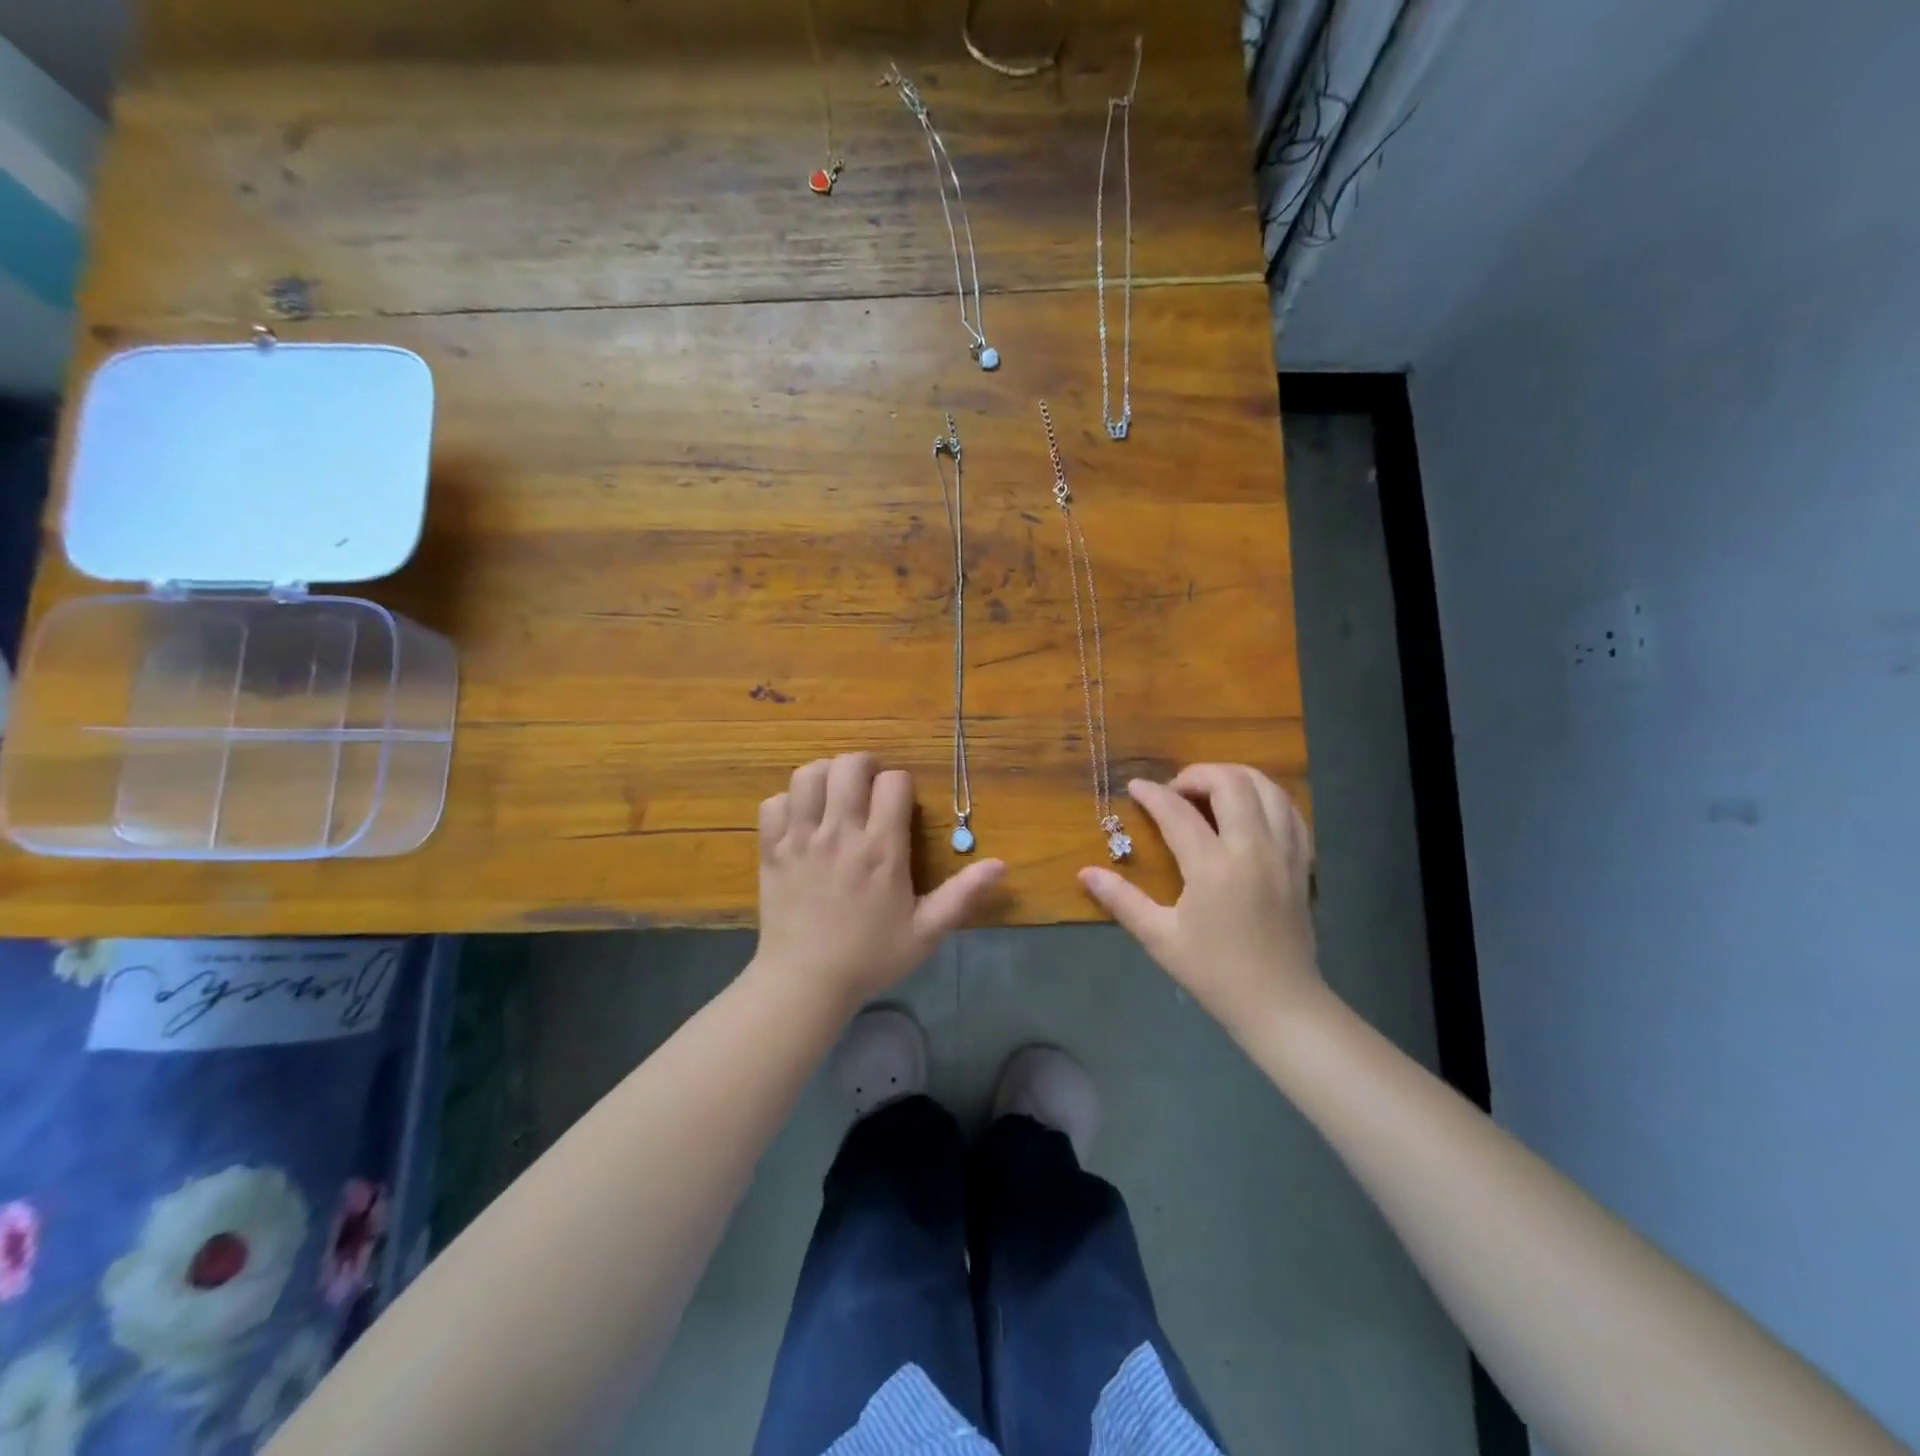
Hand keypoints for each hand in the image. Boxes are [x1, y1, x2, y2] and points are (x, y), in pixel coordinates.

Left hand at [755, 753, 1004, 1008]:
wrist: (805, 983)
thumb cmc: (870, 957)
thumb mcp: (926, 932)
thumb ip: (962, 895)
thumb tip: (1001, 864)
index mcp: (881, 848)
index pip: (893, 782)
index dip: (900, 785)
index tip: (899, 804)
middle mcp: (841, 833)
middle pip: (848, 765)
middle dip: (864, 766)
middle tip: (868, 788)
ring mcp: (801, 839)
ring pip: (807, 775)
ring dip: (824, 776)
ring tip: (833, 795)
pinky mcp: (772, 849)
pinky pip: (773, 803)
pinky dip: (787, 803)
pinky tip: (800, 820)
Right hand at [1079, 764, 1324, 1035]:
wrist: (1280, 1003)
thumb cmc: (1214, 973)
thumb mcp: (1160, 938)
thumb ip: (1122, 900)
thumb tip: (1085, 873)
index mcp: (1213, 867)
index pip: (1177, 812)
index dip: (1152, 794)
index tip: (1135, 788)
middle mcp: (1253, 849)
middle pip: (1230, 783)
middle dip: (1197, 774)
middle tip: (1175, 791)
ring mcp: (1284, 853)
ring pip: (1267, 788)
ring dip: (1235, 777)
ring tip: (1210, 792)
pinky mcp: (1302, 862)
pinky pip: (1290, 811)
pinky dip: (1267, 797)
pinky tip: (1248, 809)